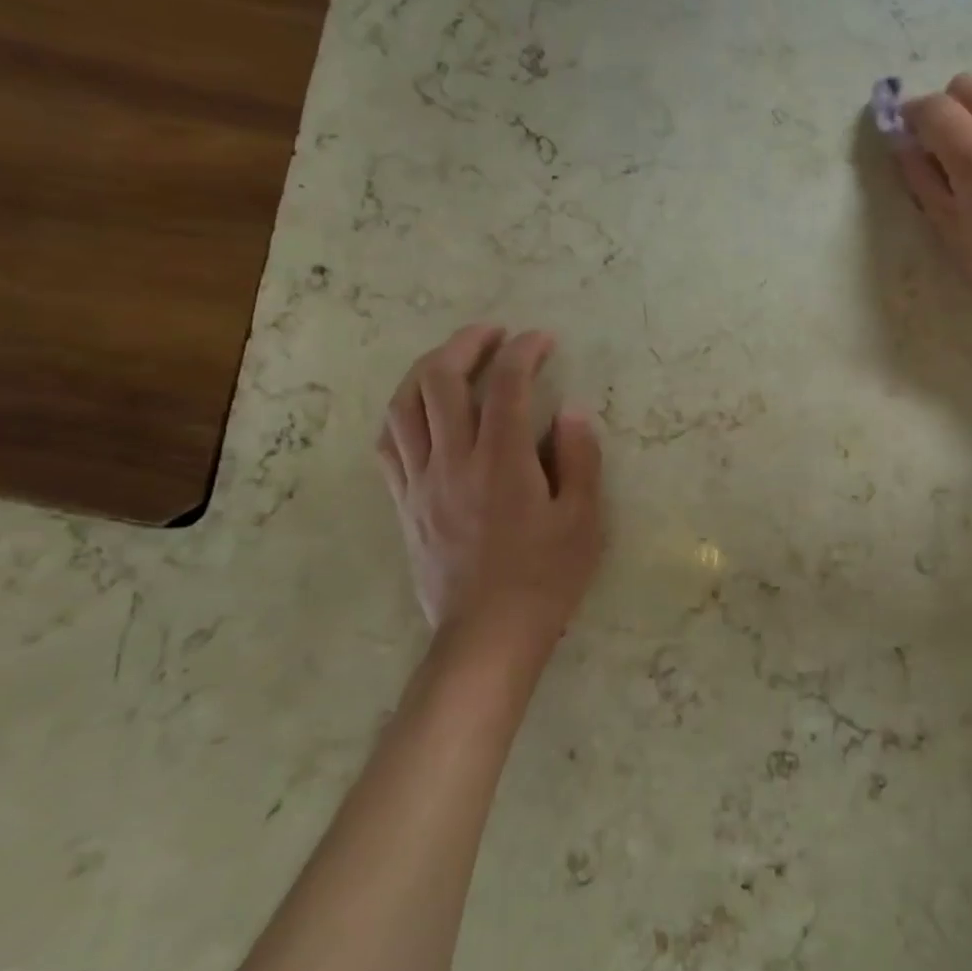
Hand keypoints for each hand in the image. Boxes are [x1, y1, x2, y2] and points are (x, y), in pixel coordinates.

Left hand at [376, 326, 602, 661]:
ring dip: (426, 369)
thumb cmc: (545, 578)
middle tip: (493, 334)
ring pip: (403, 406)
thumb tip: (571, 410)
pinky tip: (419, 409)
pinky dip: (401, 413)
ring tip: (452, 359)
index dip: (524, 351)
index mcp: (502, 462)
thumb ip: (580, 458)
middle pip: (440, 380)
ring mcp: (420, 482)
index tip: (542, 340)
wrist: (488, 636)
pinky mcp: (404, 504)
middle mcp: (453, 461)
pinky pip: (388, 445)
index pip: (506, 384)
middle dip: (466, 344)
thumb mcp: (584, 519)